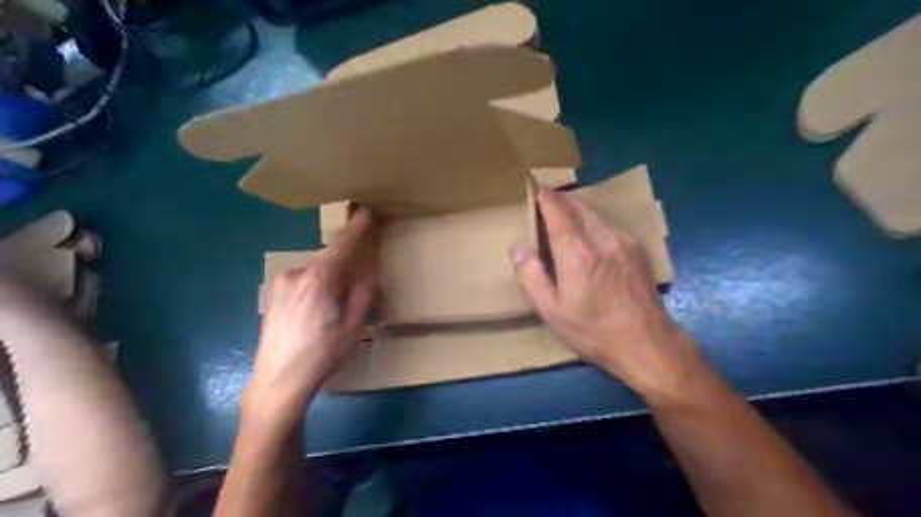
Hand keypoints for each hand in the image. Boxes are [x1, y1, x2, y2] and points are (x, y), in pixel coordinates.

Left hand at [246, 208, 379, 421]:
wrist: (278, 382)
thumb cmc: (322, 355)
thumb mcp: (353, 326)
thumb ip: (363, 294)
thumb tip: (367, 275)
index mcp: (318, 279)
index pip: (341, 245)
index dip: (356, 228)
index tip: (366, 211)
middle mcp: (295, 275)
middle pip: (326, 258)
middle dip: (344, 261)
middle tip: (358, 277)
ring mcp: (280, 286)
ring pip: (313, 271)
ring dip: (329, 277)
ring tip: (337, 303)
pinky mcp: (272, 298)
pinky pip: (301, 282)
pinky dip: (315, 286)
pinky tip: (317, 311)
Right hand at [516, 189, 707, 402]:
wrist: (646, 343)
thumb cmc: (592, 330)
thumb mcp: (551, 310)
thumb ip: (531, 276)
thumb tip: (518, 248)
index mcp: (576, 253)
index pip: (558, 212)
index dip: (546, 198)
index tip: (536, 190)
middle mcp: (601, 238)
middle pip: (579, 206)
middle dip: (561, 198)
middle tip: (548, 198)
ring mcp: (623, 241)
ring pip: (596, 212)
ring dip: (578, 207)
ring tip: (565, 211)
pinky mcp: (637, 249)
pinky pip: (610, 223)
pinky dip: (594, 219)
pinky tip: (590, 232)